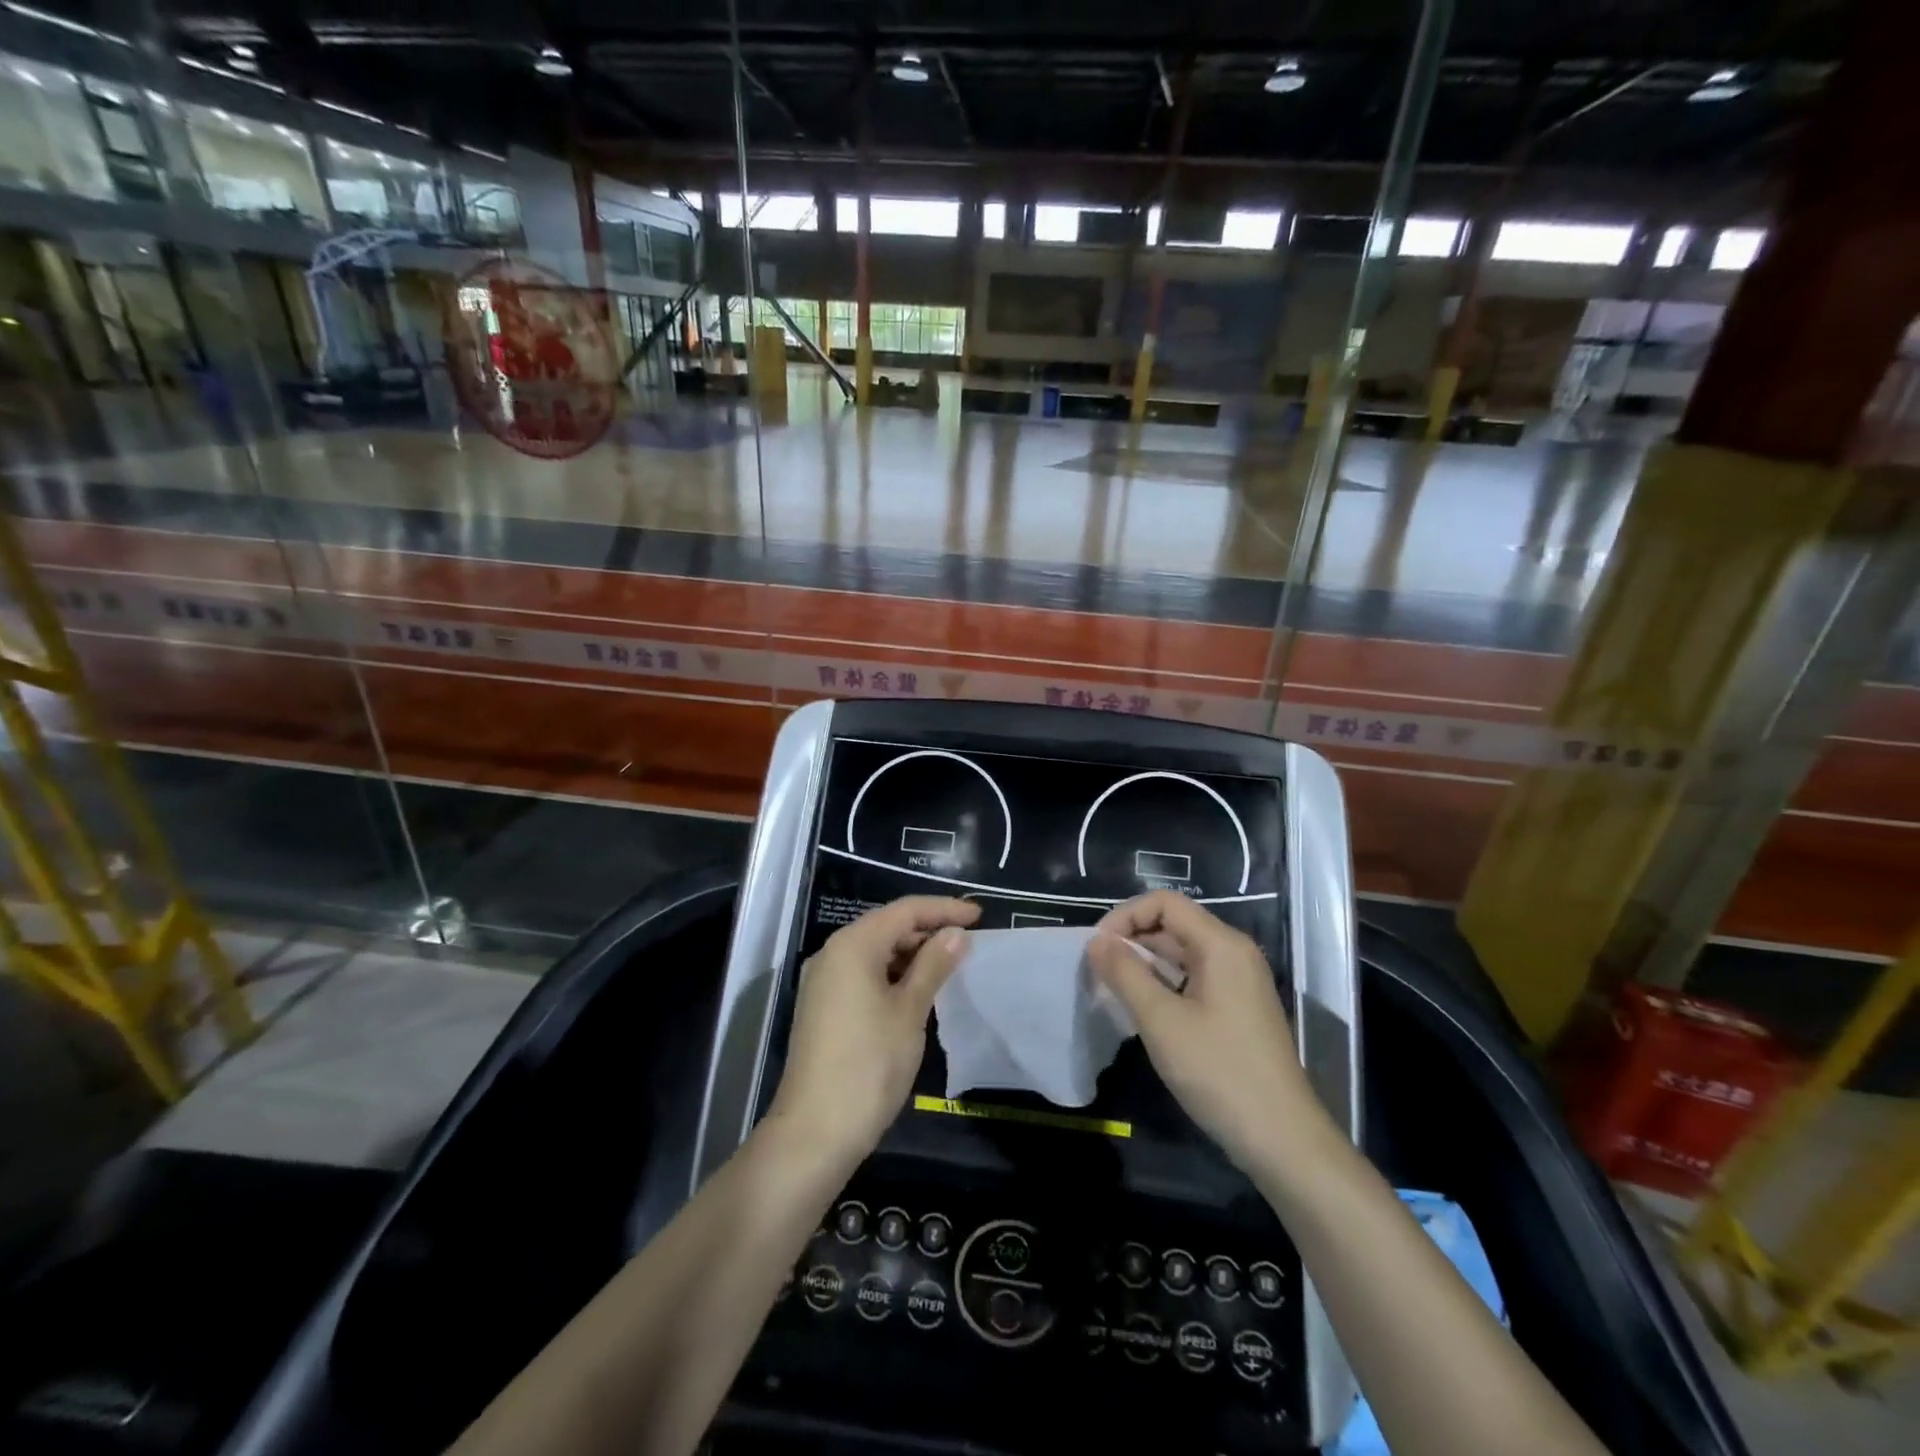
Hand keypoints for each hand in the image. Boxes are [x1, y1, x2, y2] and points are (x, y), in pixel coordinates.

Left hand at [767, 896, 978, 1169]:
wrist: (815, 1131)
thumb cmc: (869, 1065)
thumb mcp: (910, 1011)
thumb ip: (934, 965)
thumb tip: (956, 933)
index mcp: (852, 945)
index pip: (904, 911)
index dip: (944, 909)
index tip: (980, 917)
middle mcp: (832, 953)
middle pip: (887, 927)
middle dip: (927, 930)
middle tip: (968, 943)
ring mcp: (823, 981)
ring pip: (875, 951)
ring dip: (911, 954)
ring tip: (949, 966)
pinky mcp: (823, 1006)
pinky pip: (863, 974)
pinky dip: (893, 975)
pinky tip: (918, 991)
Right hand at [1088, 891, 1329, 1170]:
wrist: (1282, 1139)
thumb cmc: (1218, 1072)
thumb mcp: (1161, 1020)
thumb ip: (1125, 973)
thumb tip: (1096, 942)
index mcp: (1221, 944)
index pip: (1164, 903)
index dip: (1125, 916)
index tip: (1097, 948)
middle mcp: (1234, 952)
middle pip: (1174, 924)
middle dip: (1132, 939)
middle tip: (1099, 970)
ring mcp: (1240, 981)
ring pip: (1182, 952)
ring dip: (1146, 962)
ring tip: (1114, 989)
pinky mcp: (1239, 1007)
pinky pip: (1194, 977)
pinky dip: (1165, 982)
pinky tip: (1144, 1009)